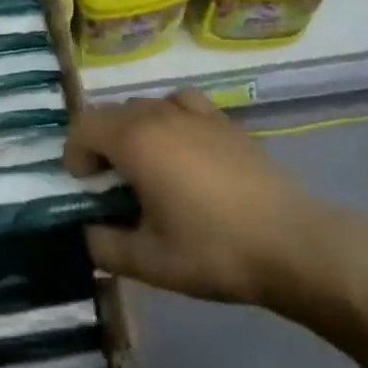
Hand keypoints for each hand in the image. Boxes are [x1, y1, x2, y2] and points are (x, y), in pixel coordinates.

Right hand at [64, 90, 367, 319]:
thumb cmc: (214, 250)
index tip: (84, 186)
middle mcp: (160, 114)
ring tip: (145, 166)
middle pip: (112, 112)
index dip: (74, 153)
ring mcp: (196, 113)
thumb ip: (104, 246)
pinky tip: (183, 150)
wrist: (293, 244)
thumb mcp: (149, 262)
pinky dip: (168, 118)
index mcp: (135, 140)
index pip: (84, 126)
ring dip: (132, 130)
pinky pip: (181, 104)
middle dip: (100, 143)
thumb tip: (87, 232)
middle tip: (110, 184)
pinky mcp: (225, 121)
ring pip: (145, 106)